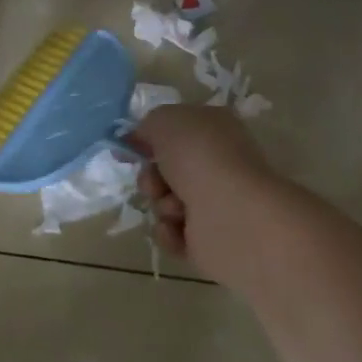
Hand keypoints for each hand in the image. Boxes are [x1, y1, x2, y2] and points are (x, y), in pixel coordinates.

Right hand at [134, 105, 298, 289]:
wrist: (232, 214)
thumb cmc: (200, 156)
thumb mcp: (164, 121)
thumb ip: (147, 125)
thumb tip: (139, 138)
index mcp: (215, 129)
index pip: (177, 130)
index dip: (150, 138)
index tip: (129, 147)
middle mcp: (218, 164)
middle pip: (166, 170)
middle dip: (152, 177)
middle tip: (156, 182)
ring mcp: (217, 203)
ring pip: (166, 202)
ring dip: (162, 204)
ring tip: (176, 208)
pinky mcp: (211, 240)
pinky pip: (173, 234)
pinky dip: (169, 232)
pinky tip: (179, 229)